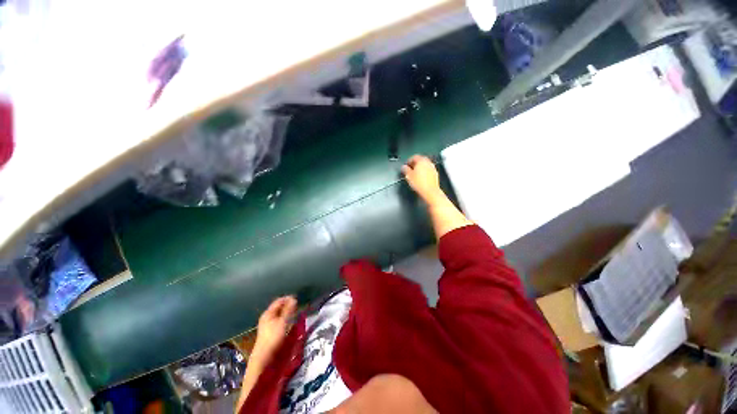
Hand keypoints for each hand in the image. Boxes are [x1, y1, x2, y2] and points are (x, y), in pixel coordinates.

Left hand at [251, 296, 296, 364]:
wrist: (264, 357)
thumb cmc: (273, 337)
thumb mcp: (283, 322)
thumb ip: (288, 310)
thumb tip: (294, 298)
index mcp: (268, 313)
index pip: (279, 301)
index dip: (288, 299)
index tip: (297, 299)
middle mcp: (267, 317)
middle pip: (279, 308)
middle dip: (288, 306)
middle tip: (298, 306)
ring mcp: (268, 325)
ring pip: (280, 315)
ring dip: (288, 313)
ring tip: (296, 314)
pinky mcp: (270, 332)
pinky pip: (279, 321)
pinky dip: (286, 319)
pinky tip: (290, 322)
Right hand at [402, 155, 442, 204]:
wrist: (430, 191)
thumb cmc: (419, 183)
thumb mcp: (408, 176)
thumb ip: (405, 169)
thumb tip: (403, 167)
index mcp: (421, 160)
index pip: (414, 157)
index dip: (409, 161)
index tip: (406, 165)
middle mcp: (428, 162)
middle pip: (420, 160)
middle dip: (415, 164)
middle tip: (410, 169)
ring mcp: (433, 168)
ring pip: (425, 165)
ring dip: (420, 168)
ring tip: (415, 174)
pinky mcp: (435, 174)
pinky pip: (428, 170)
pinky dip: (424, 172)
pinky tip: (421, 178)